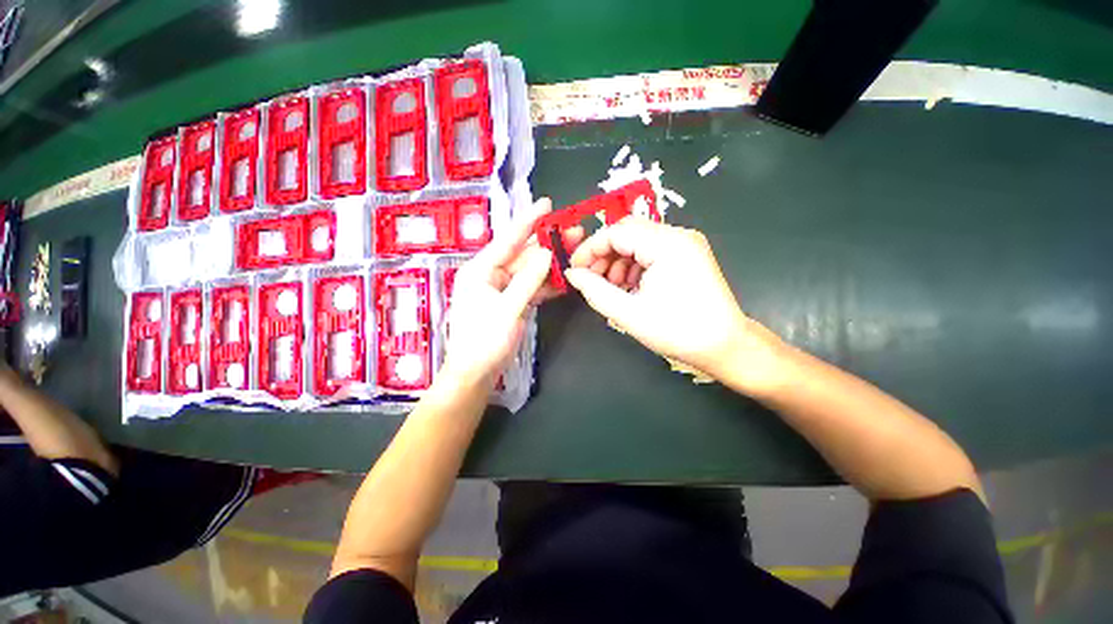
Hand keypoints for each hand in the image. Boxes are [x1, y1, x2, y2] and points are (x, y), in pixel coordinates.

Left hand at [442, 199, 581, 386]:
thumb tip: (547, 254)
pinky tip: (566, 278)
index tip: (547, 203)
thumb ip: (528, 280)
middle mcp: (490, 275)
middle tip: (575, 232)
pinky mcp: (512, 303)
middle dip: (549, 244)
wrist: (475, 374)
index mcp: (480, 270)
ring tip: (576, 252)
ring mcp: (502, 289)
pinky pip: (531, 288)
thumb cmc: (484, 341)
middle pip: (523, 255)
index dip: (528, 221)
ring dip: (552, 264)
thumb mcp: (507, 309)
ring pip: (530, 271)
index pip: (508, 240)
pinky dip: (547, 284)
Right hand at [565, 218, 776, 385]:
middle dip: (604, 254)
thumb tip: (572, 274)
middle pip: (628, 232)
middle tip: (591, 279)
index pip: (617, 232)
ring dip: (619, 260)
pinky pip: (652, 250)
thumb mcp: (628, 313)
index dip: (590, 248)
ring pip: (639, 240)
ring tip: (612, 287)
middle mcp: (679, 235)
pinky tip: (630, 286)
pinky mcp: (689, 254)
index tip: (575, 269)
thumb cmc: (677, 331)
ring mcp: (686, 244)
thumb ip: (595, 290)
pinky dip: (635, 265)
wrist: (725, 346)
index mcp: (667, 245)